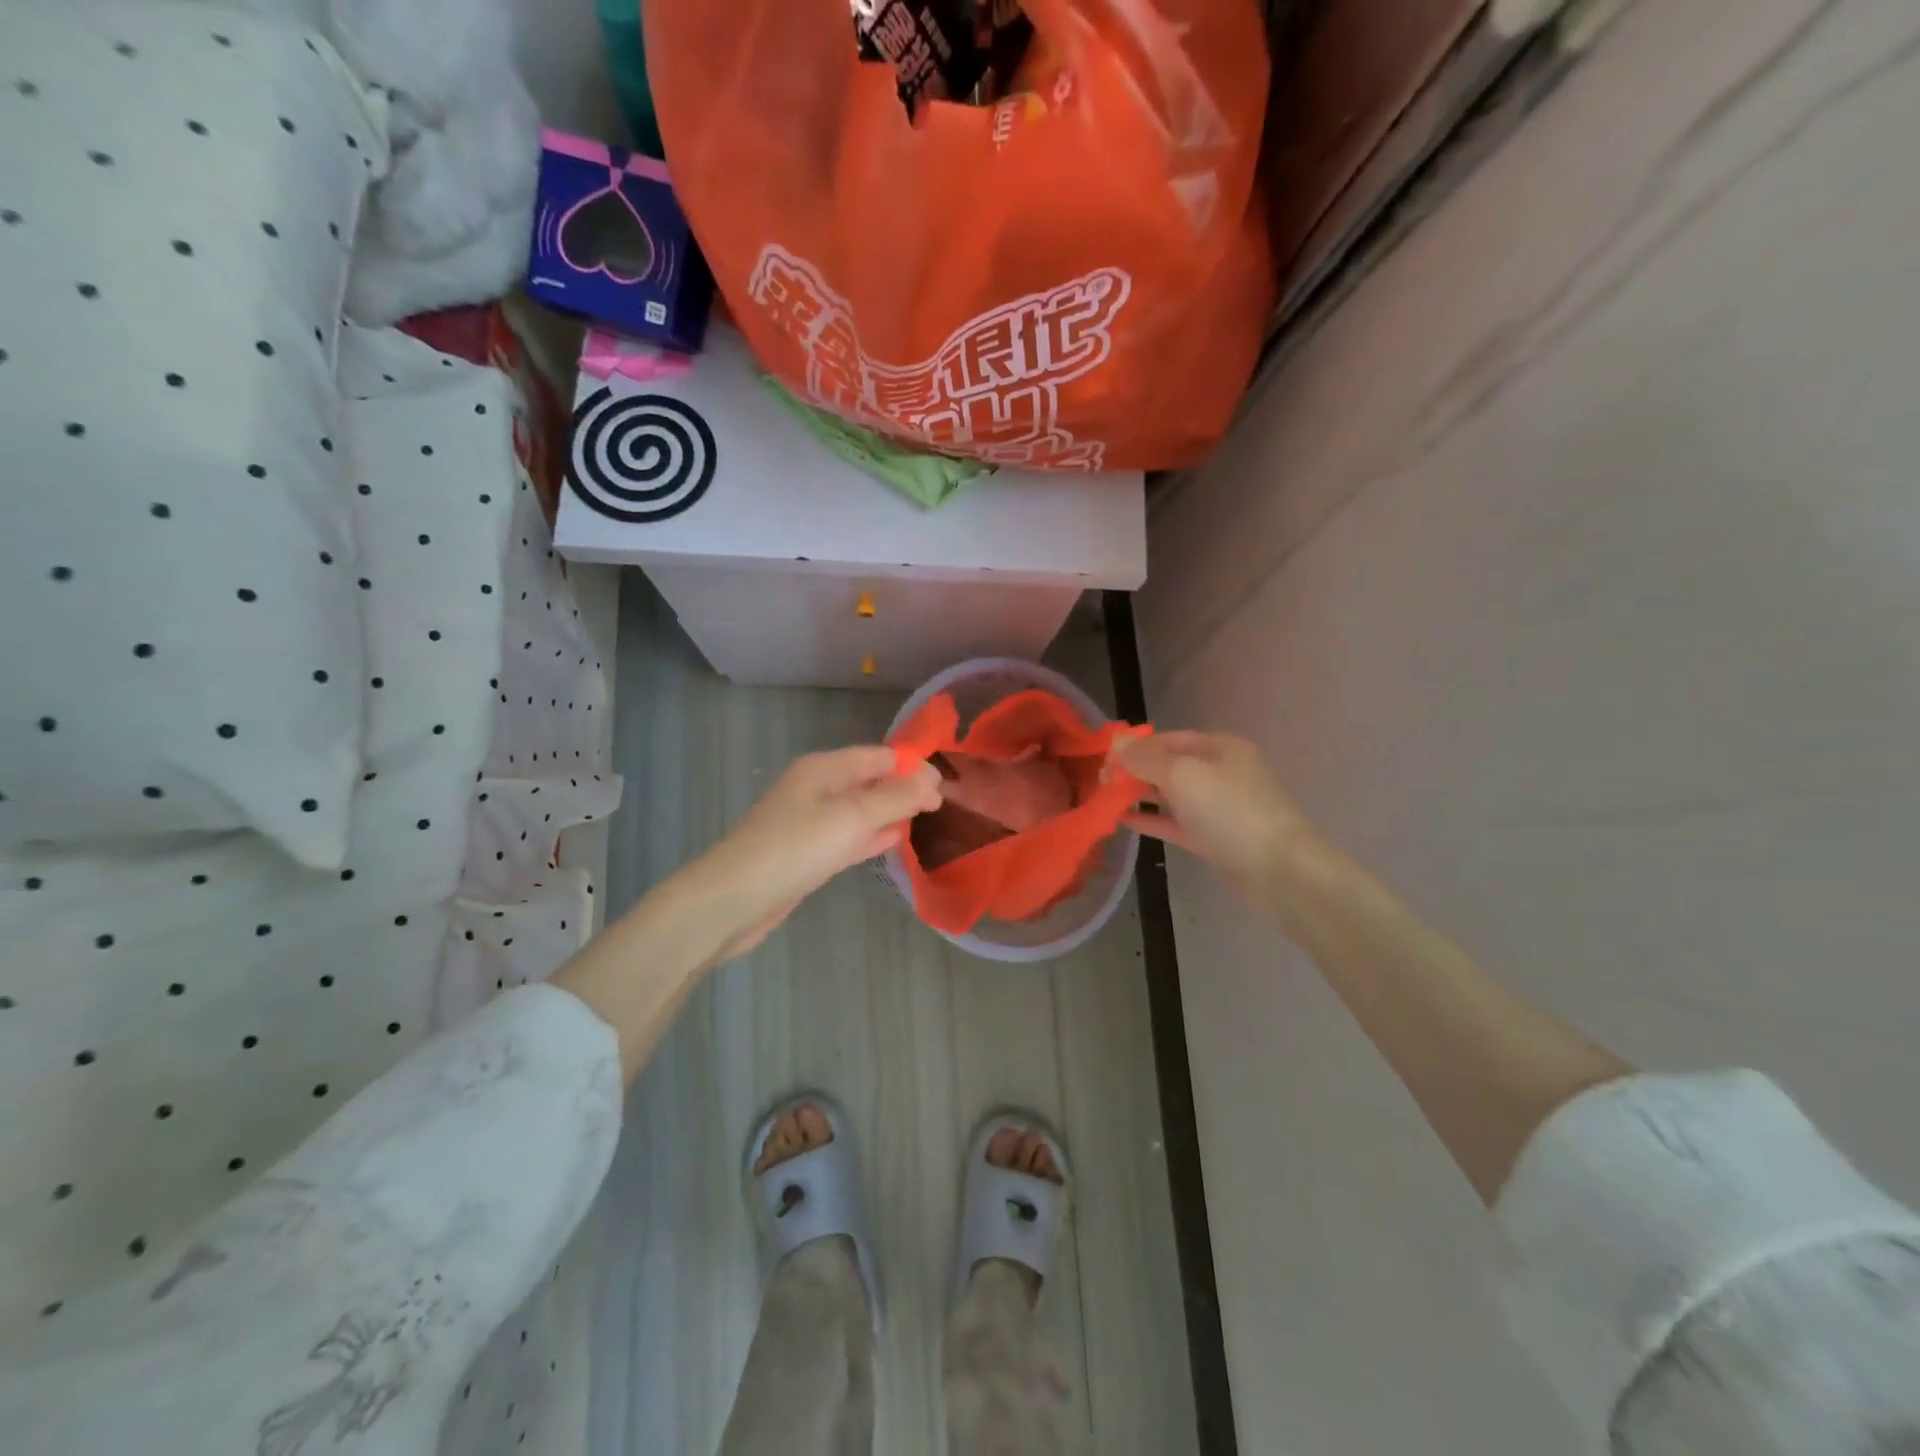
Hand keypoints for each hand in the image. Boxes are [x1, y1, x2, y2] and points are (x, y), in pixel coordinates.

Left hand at [686, 746, 942, 961]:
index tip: (946, 786)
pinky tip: (894, 841)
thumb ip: (896, 797)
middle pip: (869, 780)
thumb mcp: (852, 817)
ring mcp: (810, 822)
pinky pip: (848, 836)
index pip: (878, 756)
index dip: (912, 766)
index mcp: (824, 769)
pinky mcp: (808, 853)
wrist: (734, 900)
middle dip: (903, 788)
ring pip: (860, 809)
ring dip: (890, 812)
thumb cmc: (795, 848)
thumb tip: (933, 780)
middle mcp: (817, 789)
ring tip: (925, 819)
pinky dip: (872, 835)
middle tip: (942, 804)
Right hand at [1111, 731, 1318, 890]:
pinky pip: (1175, 822)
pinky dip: (1152, 819)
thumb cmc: (1229, 810)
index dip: (1134, 746)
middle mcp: (1220, 771)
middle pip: (1168, 764)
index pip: (1167, 738)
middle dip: (1134, 770)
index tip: (1102, 759)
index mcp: (1218, 746)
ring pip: (1171, 794)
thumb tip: (1115, 745)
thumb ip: (1144, 758)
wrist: (1278, 870)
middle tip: (1099, 782)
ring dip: (1139, 795)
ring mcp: (1218, 806)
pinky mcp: (1214, 838)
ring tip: (1104, 799)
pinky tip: (1123, 820)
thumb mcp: (1181, 774)